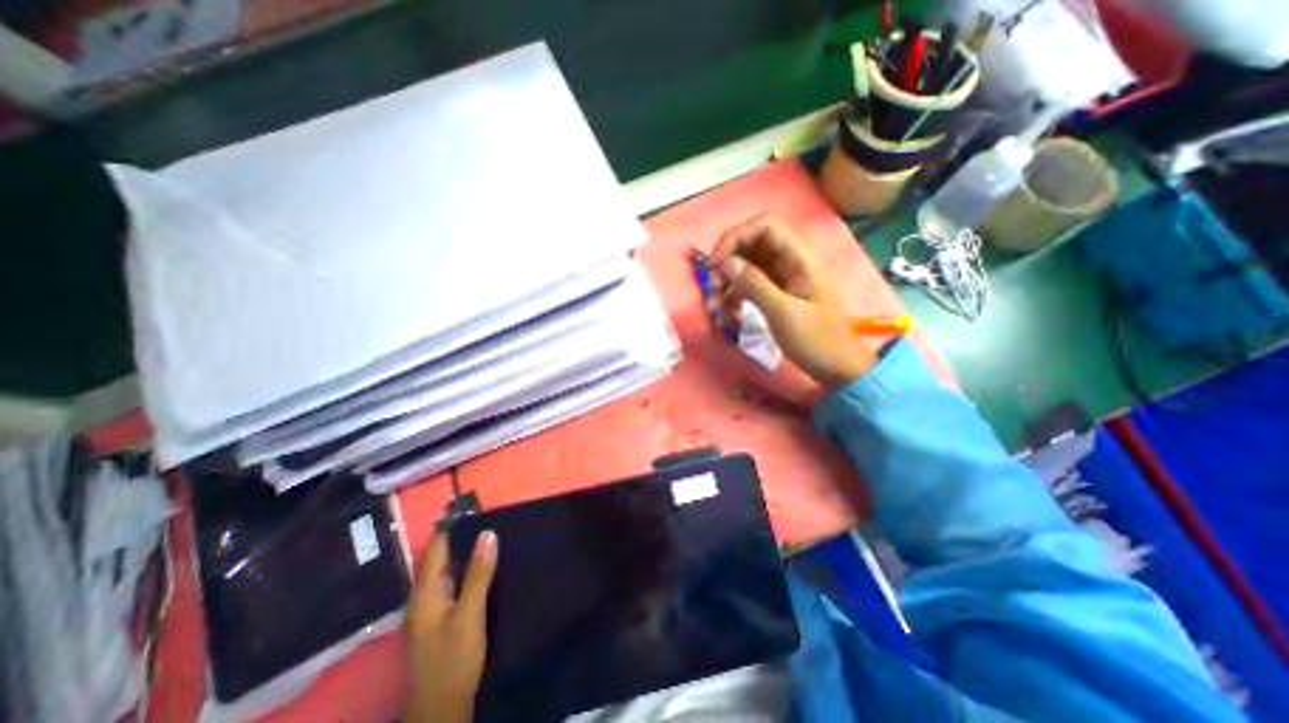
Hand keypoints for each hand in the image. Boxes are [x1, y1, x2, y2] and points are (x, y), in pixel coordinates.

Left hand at [402, 530, 495, 722]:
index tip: (472, 509)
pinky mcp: (438, 623)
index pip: (434, 549)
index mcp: (424, 593)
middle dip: (459, 539)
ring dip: (463, 555)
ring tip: (489, 538)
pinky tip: (482, 571)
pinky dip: (464, 573)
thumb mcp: (470, 613)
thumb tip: (487, 533)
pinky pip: (450, 586)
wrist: (440, 711)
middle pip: (438, 560)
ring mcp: (428, 612)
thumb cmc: (454, 659)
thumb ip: (479, 573)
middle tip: (487, 520)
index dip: (451, 528)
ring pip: (445, 573)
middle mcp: (421, 599)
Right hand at [711, 215, 882, 388]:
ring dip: (726, 284)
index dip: (736, 237)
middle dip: (726, 265)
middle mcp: (789, 263)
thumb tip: (725, 263)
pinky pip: (748, 287)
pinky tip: (727, 316)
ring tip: (715, 309)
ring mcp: (781, 279)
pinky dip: (733, 298)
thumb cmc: (815, 340)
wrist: (836, 367)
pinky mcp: (775, 295)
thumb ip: (754, 284)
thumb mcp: (783, 312)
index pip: (763, 227)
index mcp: (799, 259)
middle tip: (712, 291)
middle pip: (750, 247)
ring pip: (745, 268)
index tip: (716, 264)